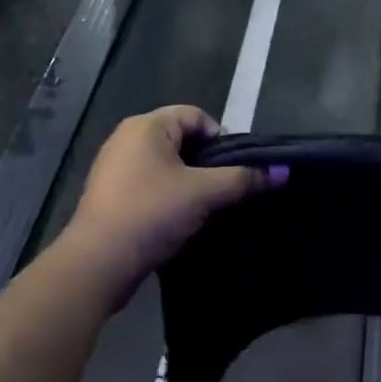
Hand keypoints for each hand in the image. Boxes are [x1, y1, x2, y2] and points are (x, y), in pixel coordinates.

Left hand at [65, 106, 279, 291]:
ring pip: (167, 167)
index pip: (196, 116)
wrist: (97, 264)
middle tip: (225, 190)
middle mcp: (127, 139)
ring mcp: (115, 168)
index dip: (221, 139)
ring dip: (190, 184)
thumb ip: (244, 178)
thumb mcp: (204, 193)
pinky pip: (151, 186)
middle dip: (207, 164)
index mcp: (146, 126)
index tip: (234, 170)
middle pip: (182, 141)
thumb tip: (283, 171)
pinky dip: (169, 198)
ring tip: (206, 208)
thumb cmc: (151, 213)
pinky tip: (180, 221)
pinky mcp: (110, 197)